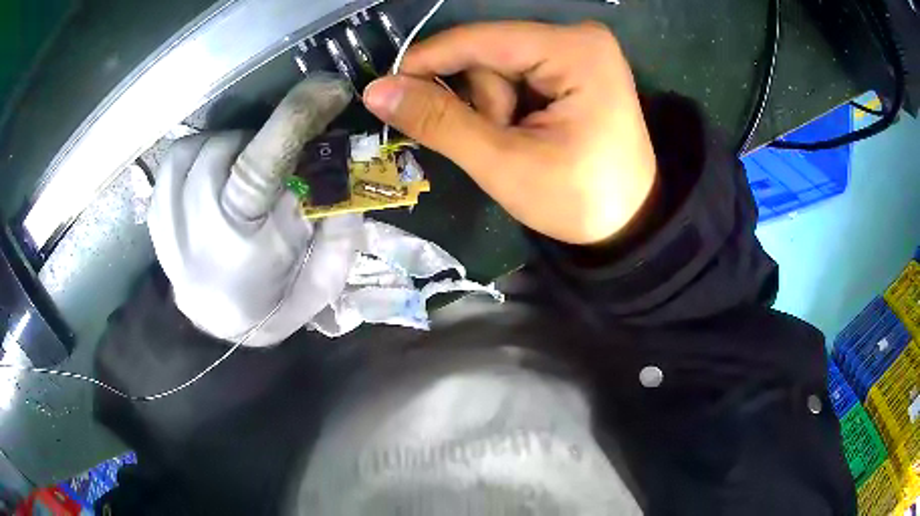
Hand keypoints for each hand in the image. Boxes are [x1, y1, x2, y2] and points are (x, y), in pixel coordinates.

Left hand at [148, 75, 362, 347]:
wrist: (217, 326)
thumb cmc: (274, 304)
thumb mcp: (323, 279)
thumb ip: (340, 226)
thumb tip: (345, 163)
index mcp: (245, 251)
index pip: (261, 169)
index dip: (295, 118)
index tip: (329, 86)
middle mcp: (197, 234)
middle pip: (228, 149)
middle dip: (263, 141)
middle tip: (278, 160)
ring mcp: (168, 222)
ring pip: (199, 147)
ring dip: (231, 146)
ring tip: (243, 171)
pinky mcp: (155, 213)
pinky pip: (175, 157)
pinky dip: (200, 152)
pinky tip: (213, 174)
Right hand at [364, 22, 655, 244]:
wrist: (628, 223)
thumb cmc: (578, 200)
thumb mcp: (505, 164)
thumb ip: (440, 122)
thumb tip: (377, 91)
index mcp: (575, 51)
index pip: (481, 40)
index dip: (428, 61)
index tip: (387, 89)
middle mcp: (579, 37)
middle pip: (490, 54)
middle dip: (482, 102)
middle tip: (502, 142)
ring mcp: (579, 50)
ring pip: (499, 66)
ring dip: (495, 107)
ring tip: (522, 143)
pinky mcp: (574, 66)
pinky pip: (517, 74)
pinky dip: (509, 106)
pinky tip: (529, 132)